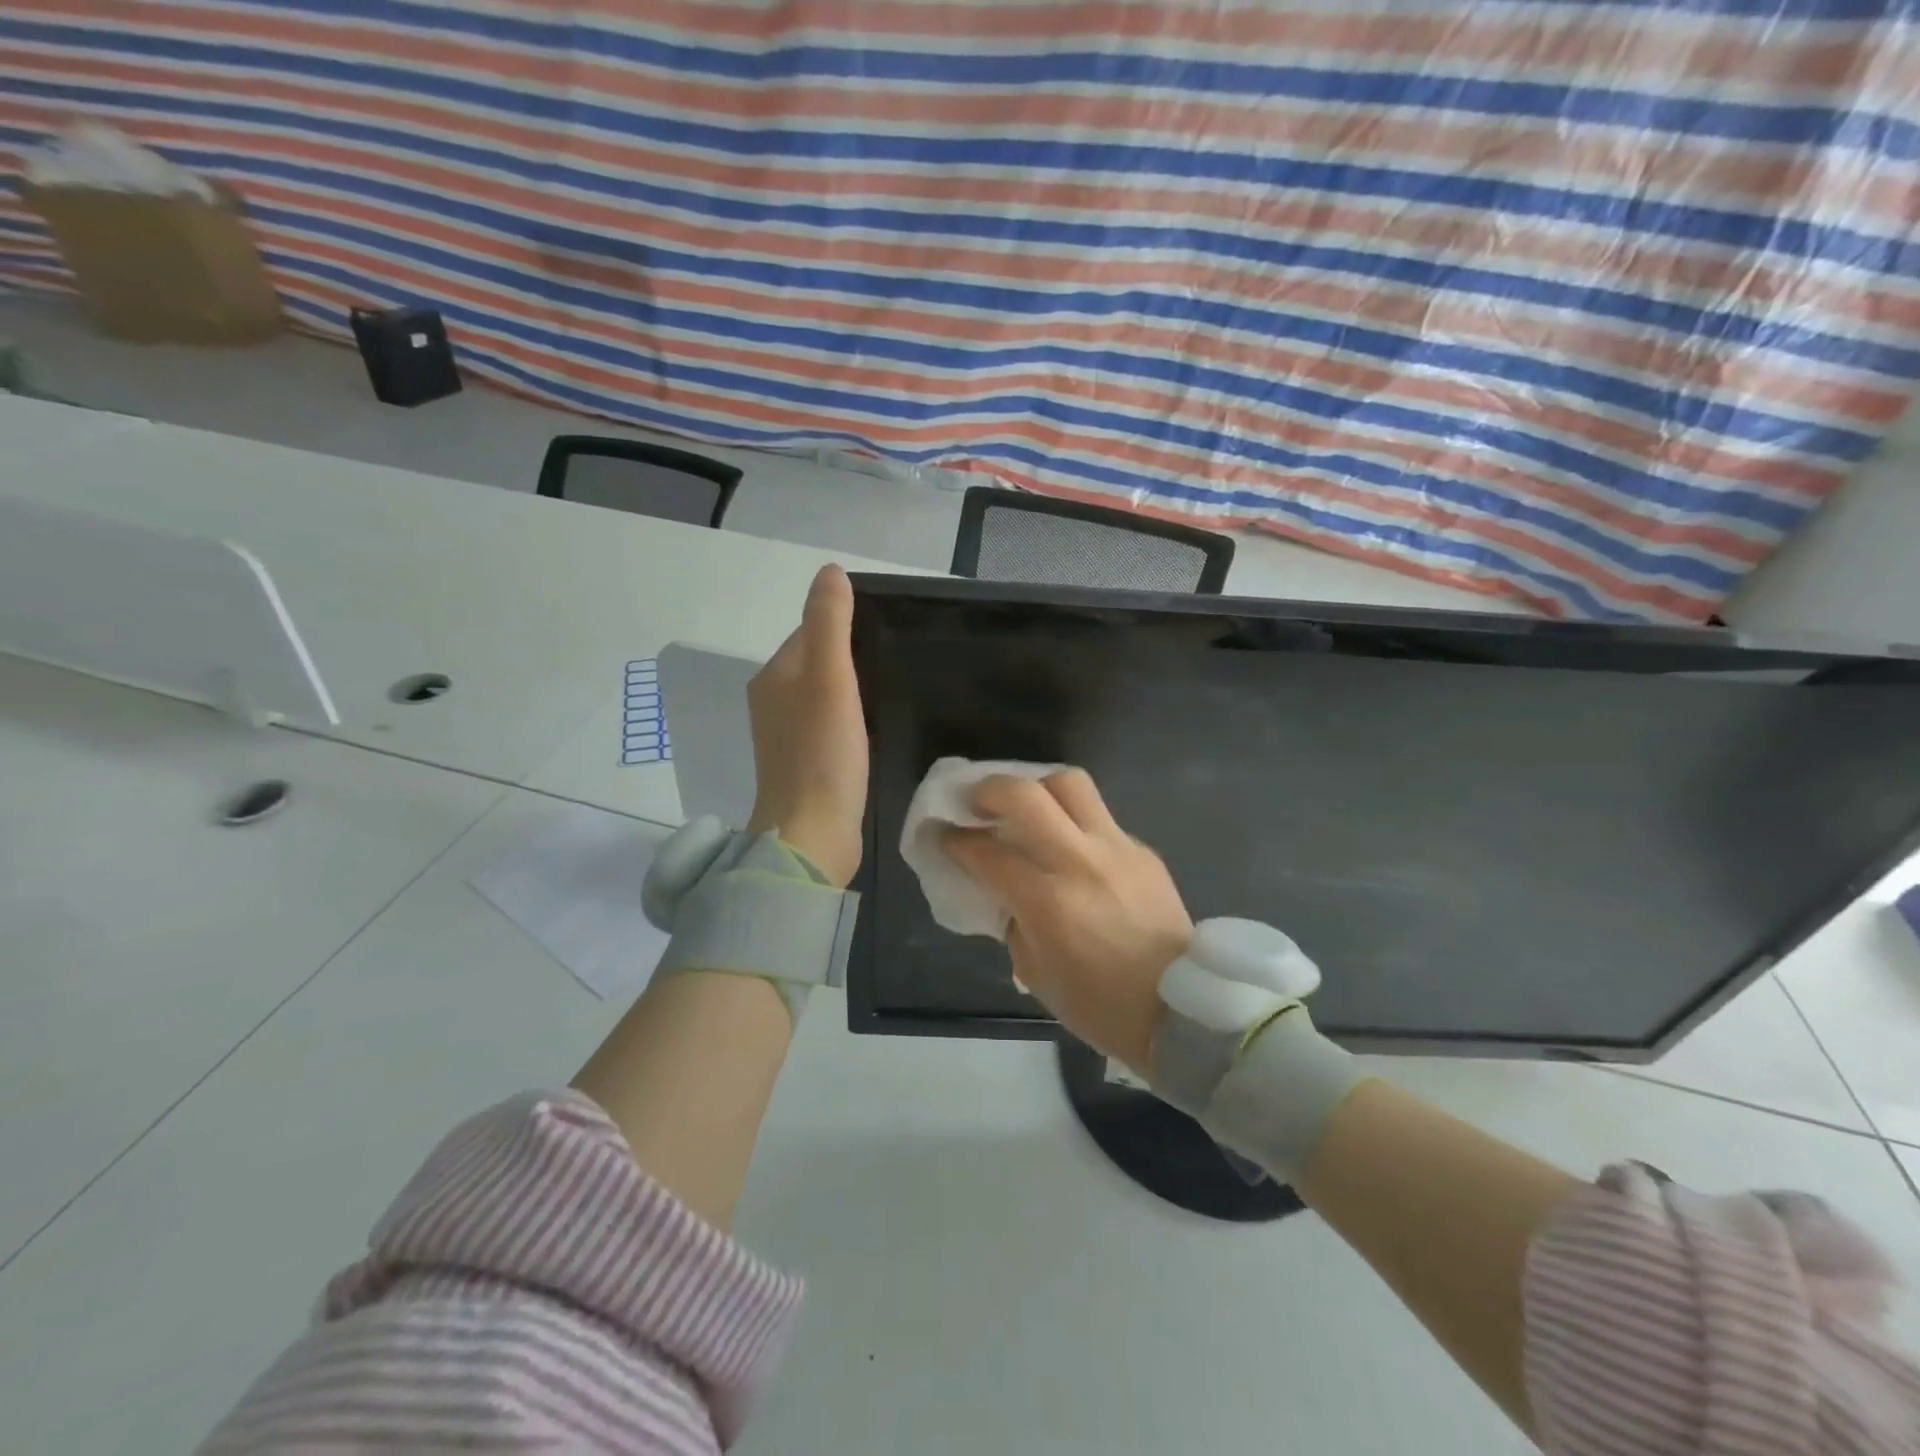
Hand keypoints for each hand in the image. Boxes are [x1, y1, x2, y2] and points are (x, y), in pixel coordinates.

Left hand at [744, 565, 866, 887]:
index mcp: (775, 675)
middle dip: (850, 659)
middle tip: (895, 664)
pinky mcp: (803, 764)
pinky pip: (827, 727)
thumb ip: (830, 623)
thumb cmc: (823, 753)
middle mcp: (773, 701)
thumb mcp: (831, 678)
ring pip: (822, 696)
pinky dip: (848, 722)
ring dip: (850, 692)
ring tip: (889, 696)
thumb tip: (829, 570)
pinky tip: (870, 733)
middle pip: (816, 663)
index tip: (885, 637)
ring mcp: (786, 737)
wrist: (811, 833)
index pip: (810, 632)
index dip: (845, 628)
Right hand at [946, 769, 1190, 1070]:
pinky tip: (1070, 847)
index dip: (955, 839)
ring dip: (1038, 788)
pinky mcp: (1142, 850)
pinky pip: (1100, 818)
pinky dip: (1074, 822)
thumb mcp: (1034, 970)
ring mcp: (1117, 849)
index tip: (940, 833)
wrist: (1180, 1010)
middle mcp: (1080, 862)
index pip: (987, 852)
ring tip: (1026, 808)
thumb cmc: (1098, 1004)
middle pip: (1027, 794)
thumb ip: (1011, 917)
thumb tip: (1002, 885)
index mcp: (1048, 901)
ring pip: (1071, 784)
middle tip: (977, 803)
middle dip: (990, 790)